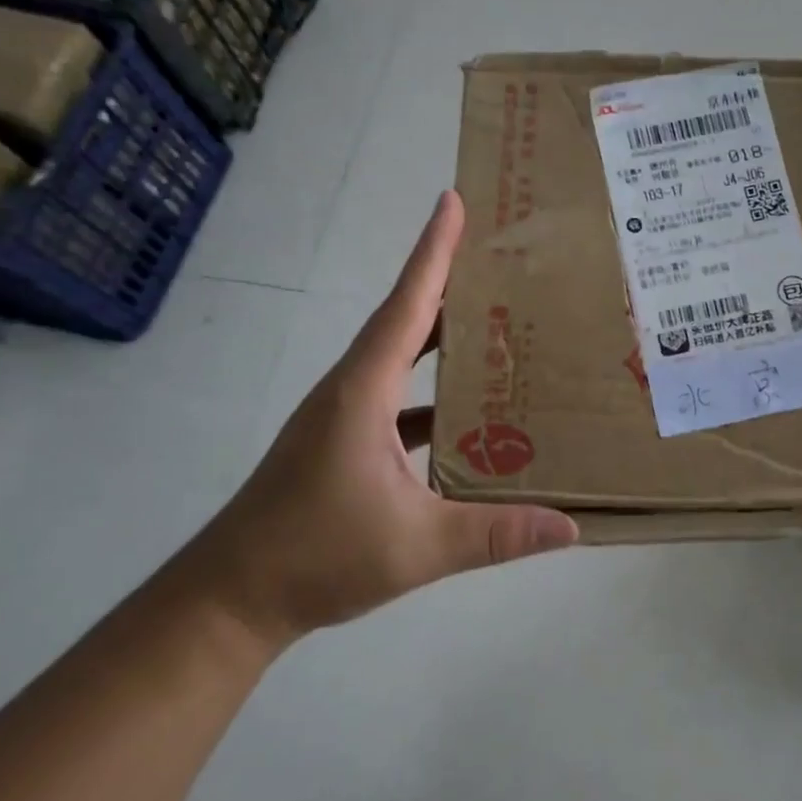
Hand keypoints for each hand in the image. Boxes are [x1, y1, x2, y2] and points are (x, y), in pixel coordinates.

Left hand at [185, 192, 578, 648]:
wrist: (231, 599)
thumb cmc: (315, 556)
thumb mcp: (416, 546)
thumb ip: (495, 534)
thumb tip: (570, 528)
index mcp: (363, 392)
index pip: (406, 306)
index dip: (432, 252)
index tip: (452, 201)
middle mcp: (351, 390)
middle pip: (405, 319)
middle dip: (448, 281)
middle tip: (498, 258)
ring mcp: (344, 416)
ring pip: (400, 358)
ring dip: (442, 336)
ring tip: (494, 322)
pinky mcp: (343, 442)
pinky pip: (397, 398)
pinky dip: (432, 391)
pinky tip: (469, 412)